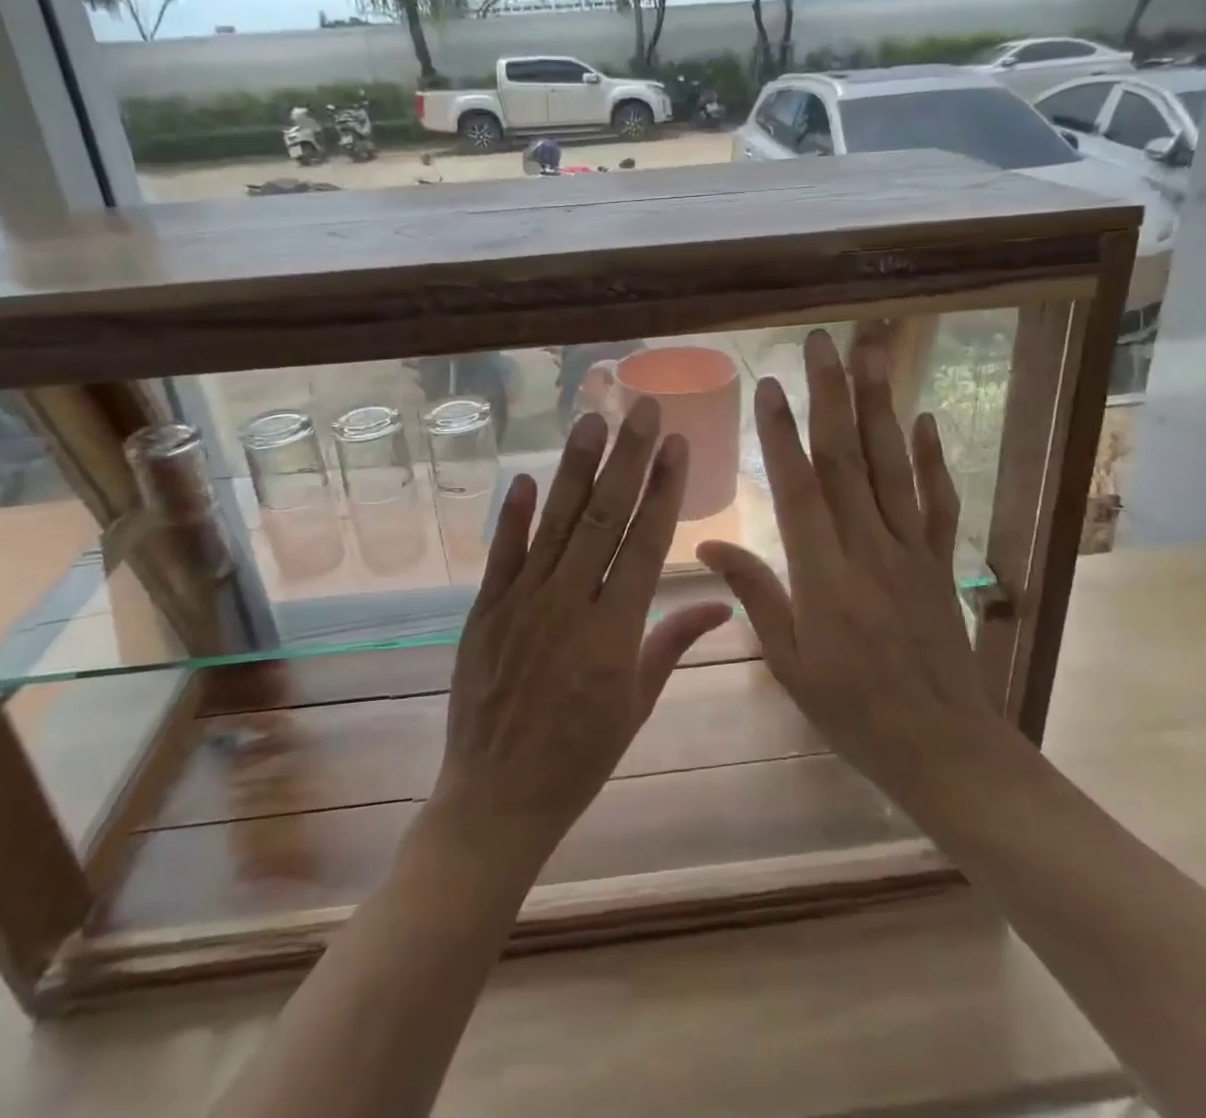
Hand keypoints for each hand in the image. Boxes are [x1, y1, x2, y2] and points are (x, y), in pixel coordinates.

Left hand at [430, 399, 732, 870]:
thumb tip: (721, 601)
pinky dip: (512, 515)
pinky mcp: (484, 612)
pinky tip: (524, 476)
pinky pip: (500, 555)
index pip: (646, 544)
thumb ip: (674, 642)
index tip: (677, 444)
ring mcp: (522, 605)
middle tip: (643, 408)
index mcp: (615, 633)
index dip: (664, 490)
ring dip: (576, 470)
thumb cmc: (580, 755)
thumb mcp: (637, 703)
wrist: (498, 798)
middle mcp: (570, 606)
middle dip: (628, 458)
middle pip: (604, 519)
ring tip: (593, 421)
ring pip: (555, 525)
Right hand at [698, 329, 1002, 821]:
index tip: (770, 386)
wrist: (943, 748)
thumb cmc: (852, 711)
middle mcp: (868, 550)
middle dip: (832, 397)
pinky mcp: (939, 562)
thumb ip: (755, 593)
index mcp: (823, 576)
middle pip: (847, 460)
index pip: (799, 490)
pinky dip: (932, 459)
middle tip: (823, 343)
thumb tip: (708, 541)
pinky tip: (926, 419)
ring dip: (881, 407)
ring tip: (873, 355)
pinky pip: (937, 502)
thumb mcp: (789, 663)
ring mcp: (910, 551)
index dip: (782, 435)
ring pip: (893, 467)